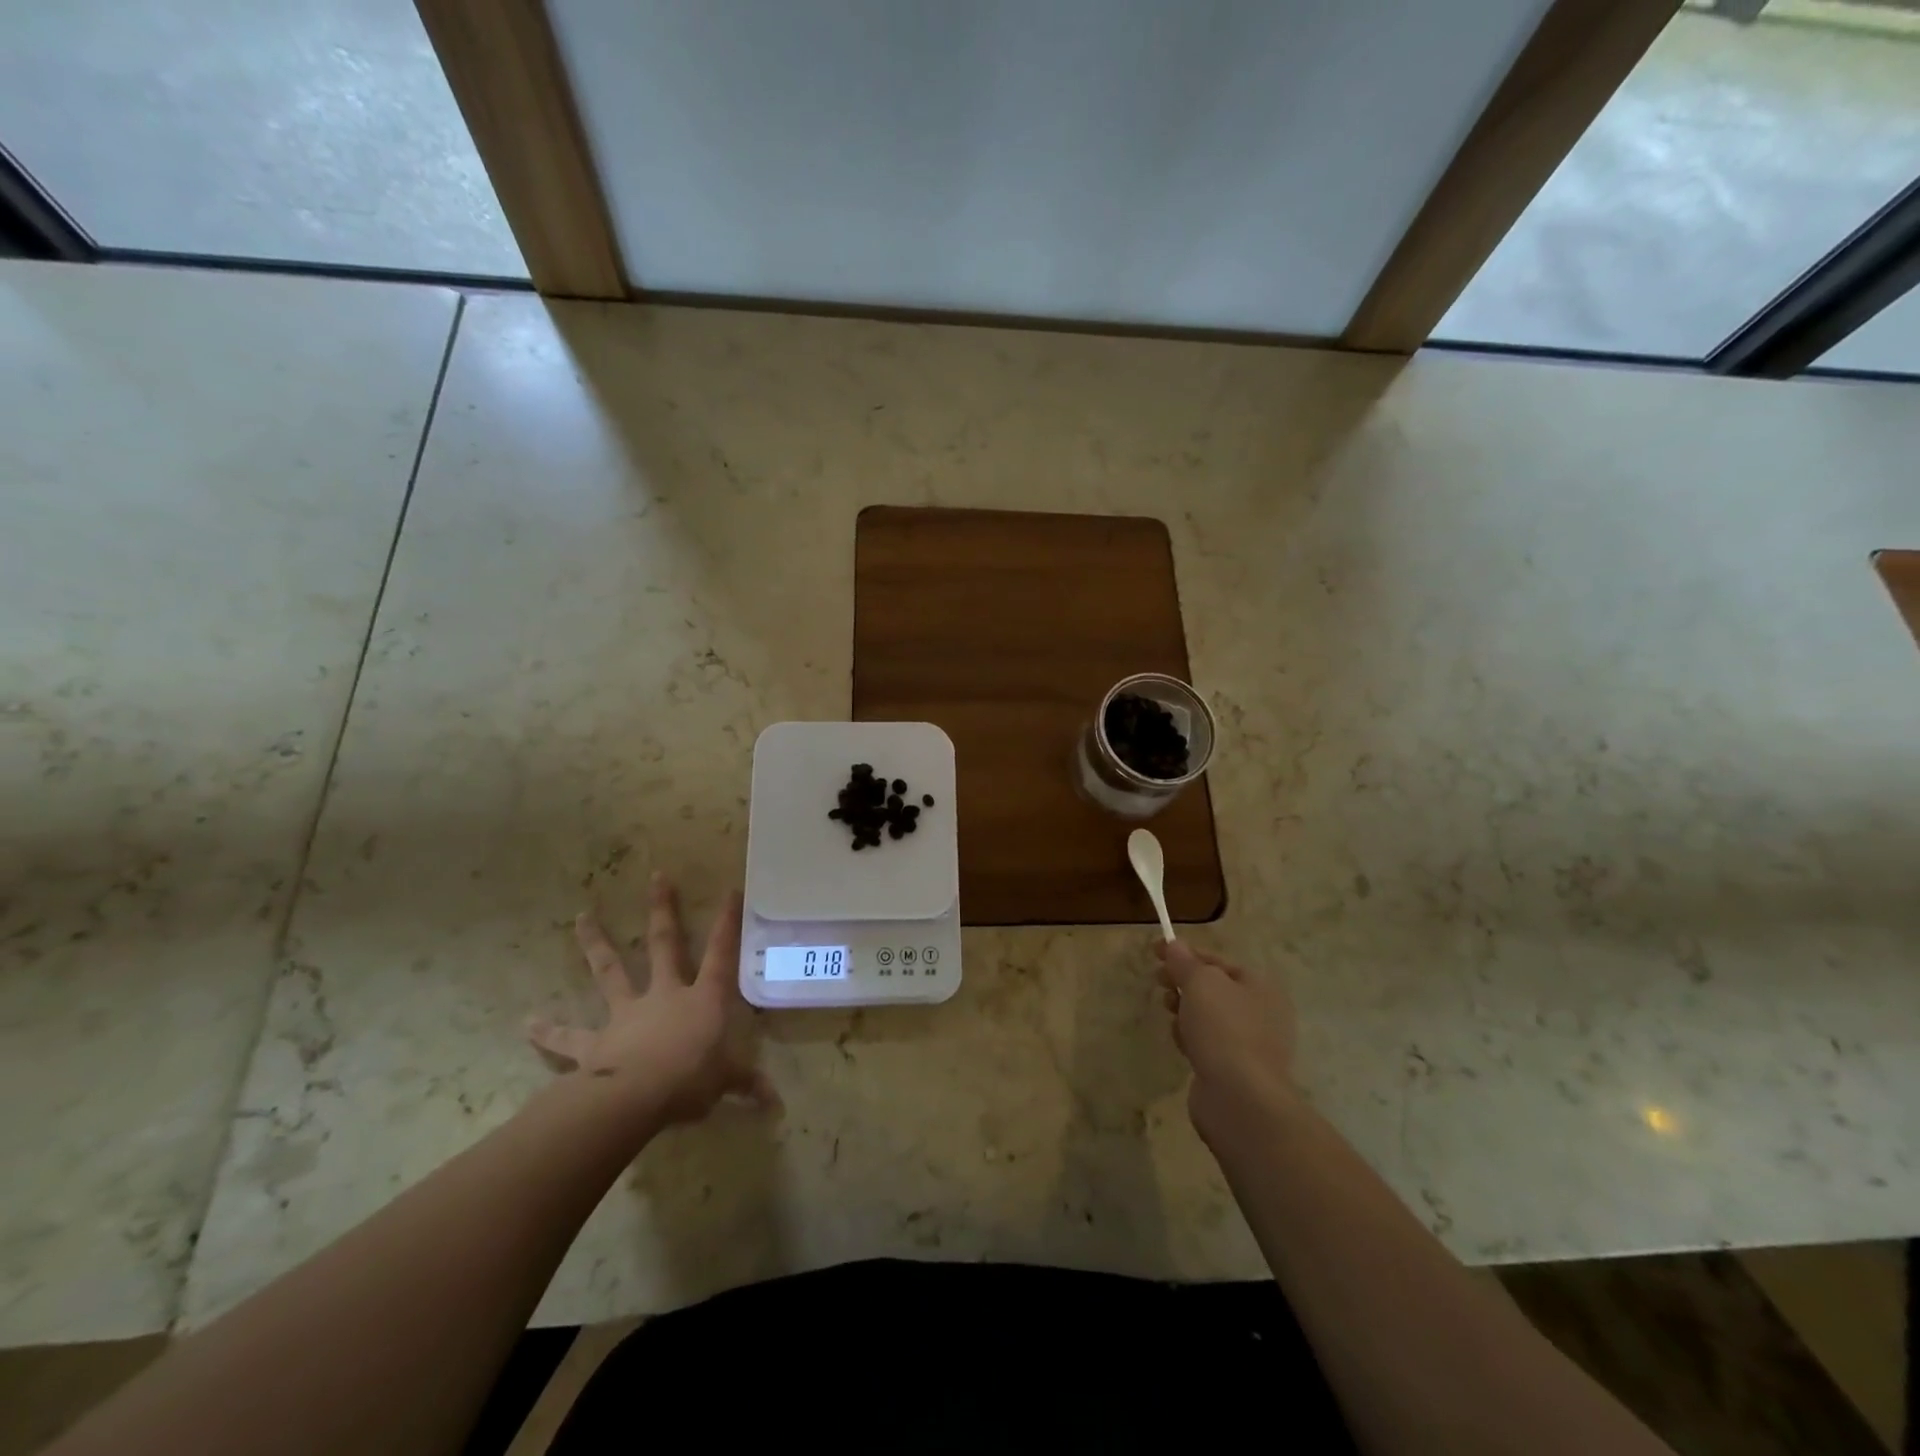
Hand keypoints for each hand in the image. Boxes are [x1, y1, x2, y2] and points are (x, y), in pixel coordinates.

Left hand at [527, 874, 776, 1127]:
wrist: (636, 1097)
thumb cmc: (691, 1079)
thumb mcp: (726, 1082)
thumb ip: (746, 1085)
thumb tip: (775, 1103)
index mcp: (702, 999)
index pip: (721, 954)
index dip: (727, 923)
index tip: (730, 890)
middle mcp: (665, 995)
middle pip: (665, 944)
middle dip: (663, 909)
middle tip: (657, 876)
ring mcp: (627, 1014)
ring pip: (611, 971)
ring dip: (596, 944)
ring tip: (580, 916)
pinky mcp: (596, 1043)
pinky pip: (569, 1039)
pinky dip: (549, 1033)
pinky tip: (527, 1023)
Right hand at [1155, 940, 1298, 1142]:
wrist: (1239, 1098)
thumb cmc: (1224, 1029)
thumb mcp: (1200, 983)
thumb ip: (1185, 961)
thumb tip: (1174, 945)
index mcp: (1260, 986)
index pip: (1217, 960)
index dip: (1185, 952)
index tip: (1155, 951)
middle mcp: (1261, 1013)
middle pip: (1212, 988)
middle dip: (1183, 982)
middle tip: (1159, 982)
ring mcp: (1250, 1044)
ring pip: (1207, 1016)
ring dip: (1184, 1011)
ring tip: (1170, 1013)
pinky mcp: (1235, 1069)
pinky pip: (1207, 1043)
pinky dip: (1191, 1039)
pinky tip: (1182, 1044)